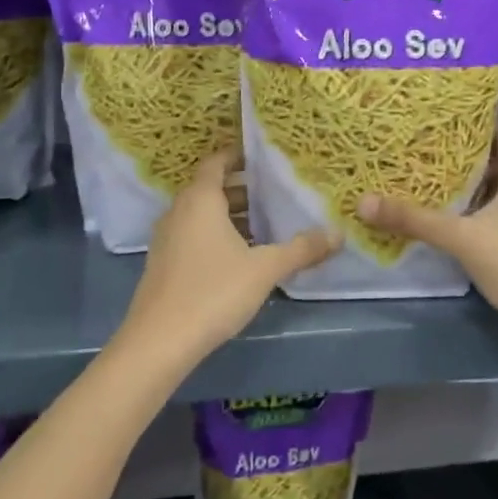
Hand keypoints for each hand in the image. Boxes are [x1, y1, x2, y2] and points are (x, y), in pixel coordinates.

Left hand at [114, 149, 339, 366]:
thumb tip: (338, 234)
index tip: (262, 158)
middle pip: (209, 189)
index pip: (216, 163)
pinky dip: (215, 235)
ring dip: (228, 215)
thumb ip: (302, 249)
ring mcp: (166, 239)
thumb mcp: (265, 269)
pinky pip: (192, 236)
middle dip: (241, 189)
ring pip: (200, 215)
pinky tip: (239, 257)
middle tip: (273, 193)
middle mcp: (178, 212)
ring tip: (263, 225)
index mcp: (200, 200)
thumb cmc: (214, 291)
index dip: (237, 156)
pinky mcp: (163, 264)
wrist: (159, 342)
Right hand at [356, 129, 497, 326]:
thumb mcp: (460, 239)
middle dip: (477, 161)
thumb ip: (415, 220)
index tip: (454, 129)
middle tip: (440, 160)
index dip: (484, 128)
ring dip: (486, 190)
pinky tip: (472, 226)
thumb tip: (364, 201)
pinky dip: (496, 213)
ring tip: (450, 191)